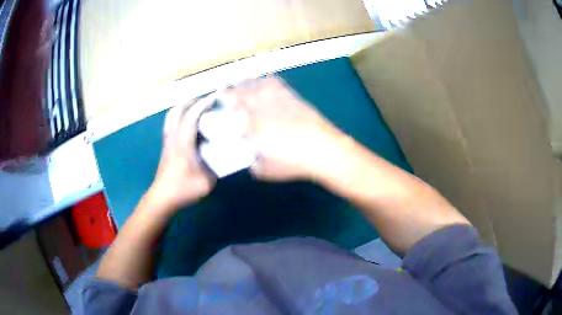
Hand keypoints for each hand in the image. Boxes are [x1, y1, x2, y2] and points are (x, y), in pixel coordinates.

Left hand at [147, 97, 215, 211]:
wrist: (162, 199)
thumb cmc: (184, 189)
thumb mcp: (207, 181)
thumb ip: (216, 166)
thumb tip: (224, 156)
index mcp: (183, 142)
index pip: (191, 116)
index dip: (203, 104)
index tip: (215, 97)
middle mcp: (173, 137)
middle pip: (177, 110)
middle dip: (191, 101)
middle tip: (205, 102)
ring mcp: (168, 141)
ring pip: (171, 116)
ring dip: (183, 108)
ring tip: (197, 110)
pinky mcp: (166, 147)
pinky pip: (172, 125)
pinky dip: (180, 118)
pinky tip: (190, 126)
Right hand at [221, 76, 342, 180]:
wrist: (324, 150)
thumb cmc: (293, 163)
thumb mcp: (264, 170)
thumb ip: (250, 161)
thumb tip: (248, 154)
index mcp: (250, 123)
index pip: (229, 103)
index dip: (221, 99)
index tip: (217, 101)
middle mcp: (260, 105)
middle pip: (239, 89)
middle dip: (229, 90)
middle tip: (227, 96)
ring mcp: (276, 97)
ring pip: (254, 81)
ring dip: (244, 83)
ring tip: (242, 88)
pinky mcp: (290, 95)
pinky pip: (273, 81)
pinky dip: (263, 80)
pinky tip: (262, 84)